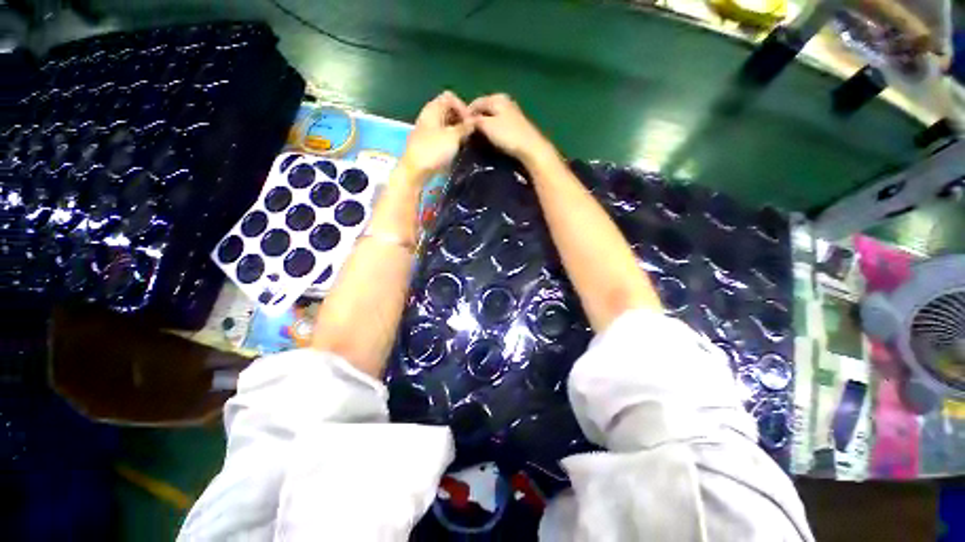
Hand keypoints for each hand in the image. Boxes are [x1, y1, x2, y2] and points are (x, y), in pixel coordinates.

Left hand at [400, 91, 473, 178]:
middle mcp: (429, 116)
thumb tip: (474, 121)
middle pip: (448, 111)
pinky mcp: (428, 144)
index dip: (462, 107)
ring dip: (457, 132)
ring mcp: (427, 131)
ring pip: (445, 125)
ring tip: (466, 143)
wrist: (415, 171)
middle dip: (461, 120)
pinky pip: (442, 137)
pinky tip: (457, 150)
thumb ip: (465, 127)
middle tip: (471, 133)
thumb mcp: (453, 136)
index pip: (450, 97)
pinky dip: (450, 140)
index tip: (471, 123)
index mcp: (433, 108)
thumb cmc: (434, 150)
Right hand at [469, 94, 555, 164]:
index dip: (466, 114)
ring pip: (492, 117)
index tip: (460, 127)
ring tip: (478, 138)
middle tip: (468, 134)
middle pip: (485, 109)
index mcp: (497, 98)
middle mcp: (505, 101)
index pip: (476, 102)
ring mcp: (512, 113)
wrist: (530, 148)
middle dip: (476, 119)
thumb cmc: (508, 135)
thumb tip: (466, 119)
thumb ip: (475, 120)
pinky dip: (493, 130)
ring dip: (484, 126)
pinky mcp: (516, 125)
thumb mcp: (487, 126)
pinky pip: (499, 124)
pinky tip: (490, 139)